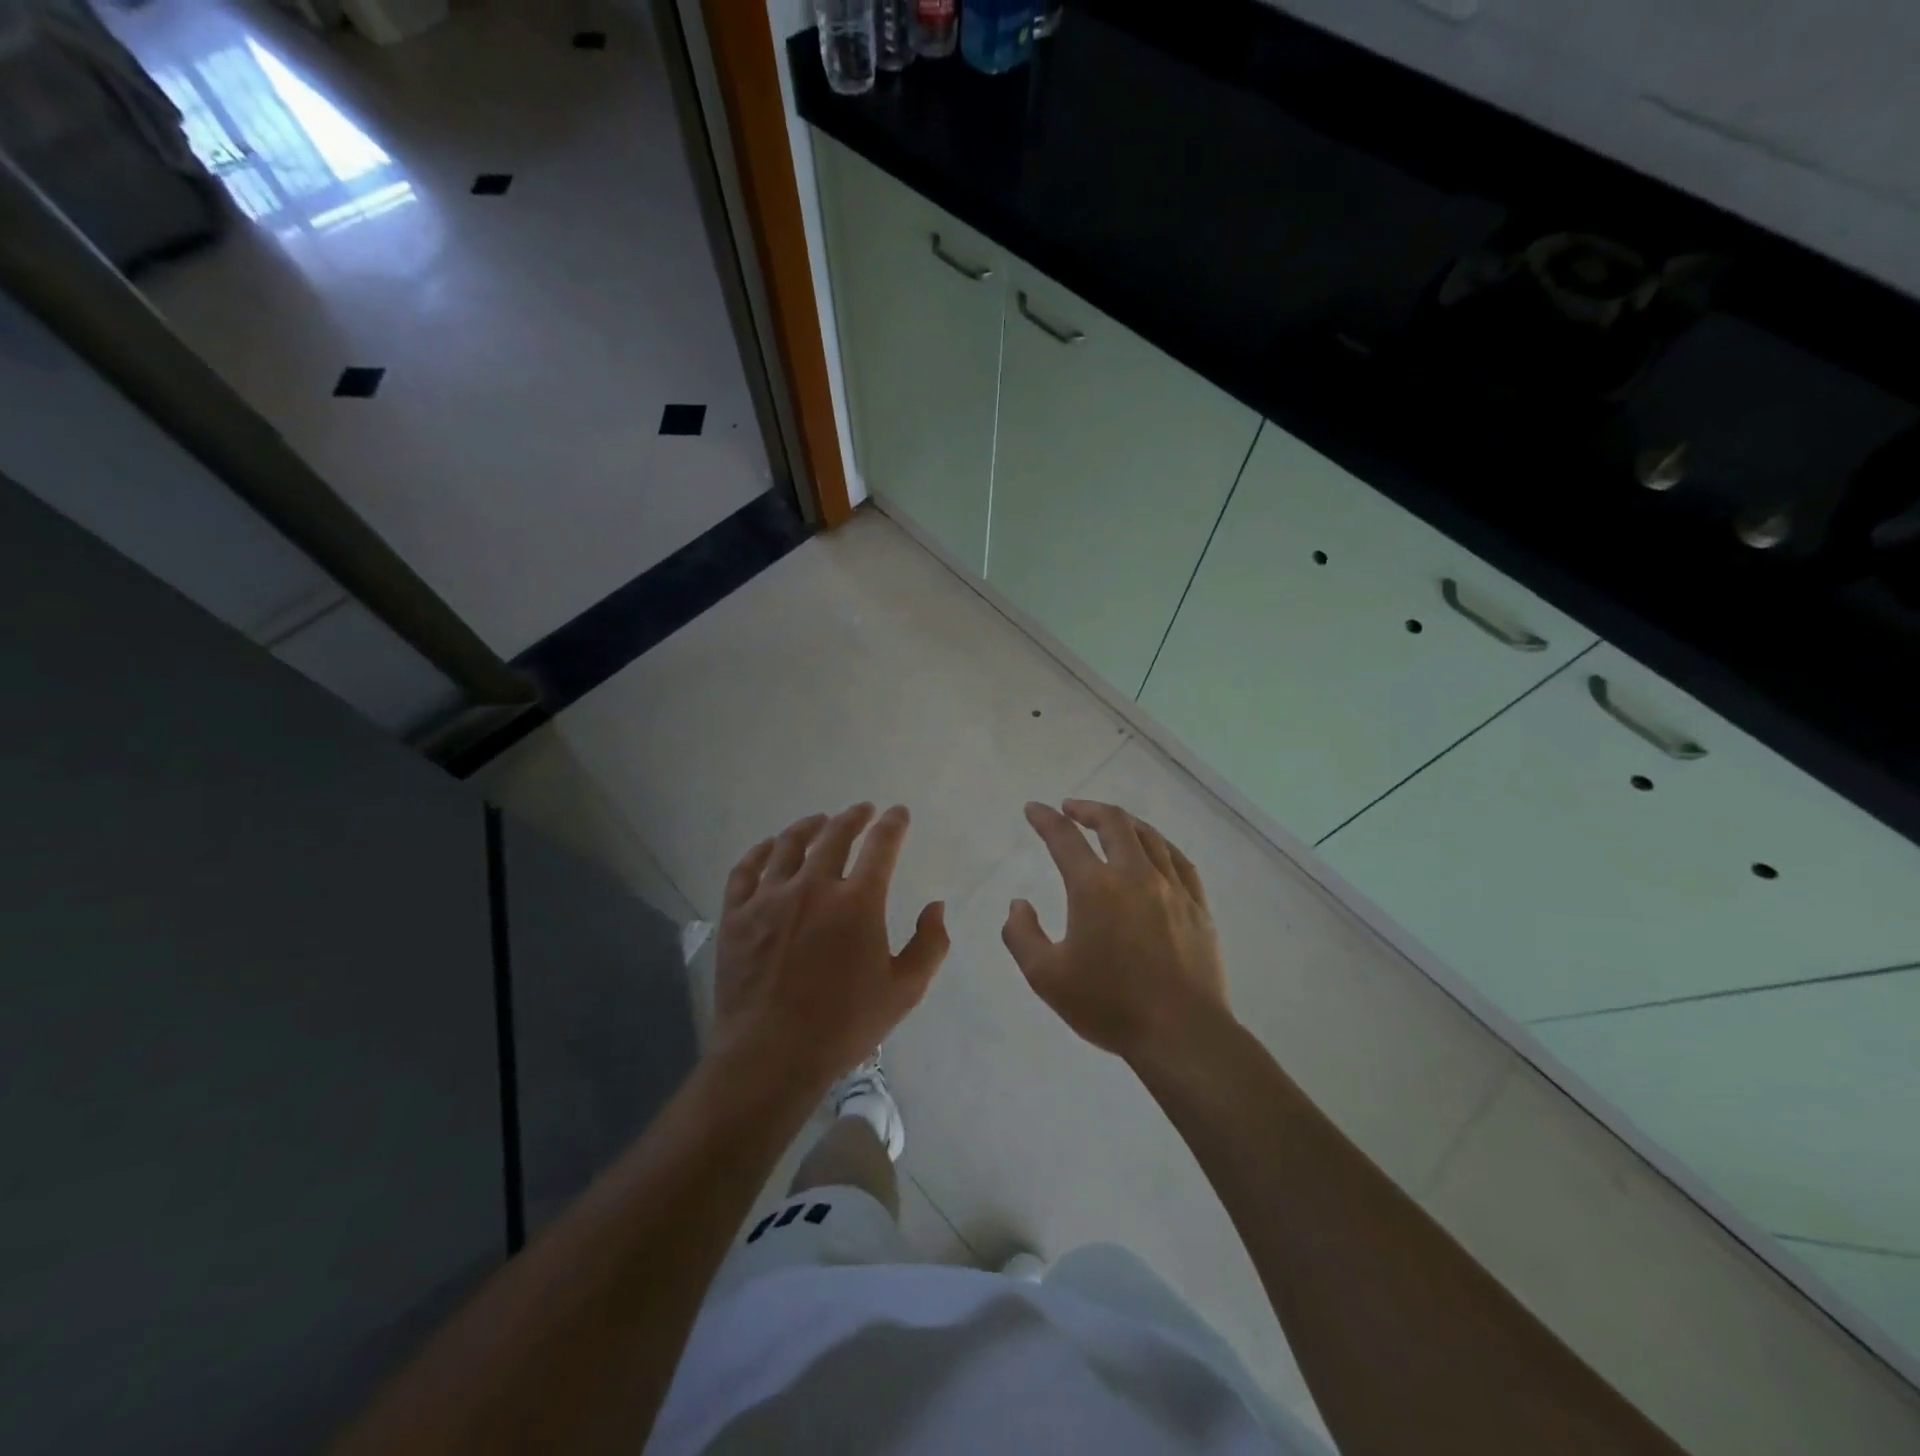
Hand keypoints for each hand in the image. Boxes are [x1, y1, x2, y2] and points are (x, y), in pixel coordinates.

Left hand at [709, 804, 948, 1098]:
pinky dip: (760, 851)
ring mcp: (769, 898)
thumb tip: (936, 907)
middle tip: (862, 811)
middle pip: (835, 835)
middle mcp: (813, 887)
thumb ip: (929, 945)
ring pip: (789, 845)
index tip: (898, 813)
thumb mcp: (904, 991)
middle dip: (853, 817)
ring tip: (819, 821)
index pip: (881, 845)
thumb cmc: (843, 1026)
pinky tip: (769, 847)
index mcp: (857, 902)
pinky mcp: (736, 915)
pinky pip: (746, 869)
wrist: (770, 1055)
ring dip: (809, 826)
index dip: (893, 824)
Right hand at [1003, 799, 1230, 1068]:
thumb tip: (1017, 905)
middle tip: (1071, 808)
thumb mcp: (1046, 976)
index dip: (1045, 819)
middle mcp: (1135, 875)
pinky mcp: (1198, 907)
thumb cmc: (1109, 1005)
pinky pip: (1180, 861)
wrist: (1180, 1032)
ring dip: (1124, 823)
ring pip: (1149, 837)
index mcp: (1095, 888)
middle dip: (1088, 809)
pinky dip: (1160, 845)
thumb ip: (1022, 935)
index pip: (1064, 838)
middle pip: (1114, 823)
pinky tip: (1156, 851)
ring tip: (1111, 823)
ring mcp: (1172, 888)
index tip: (1034, 808)